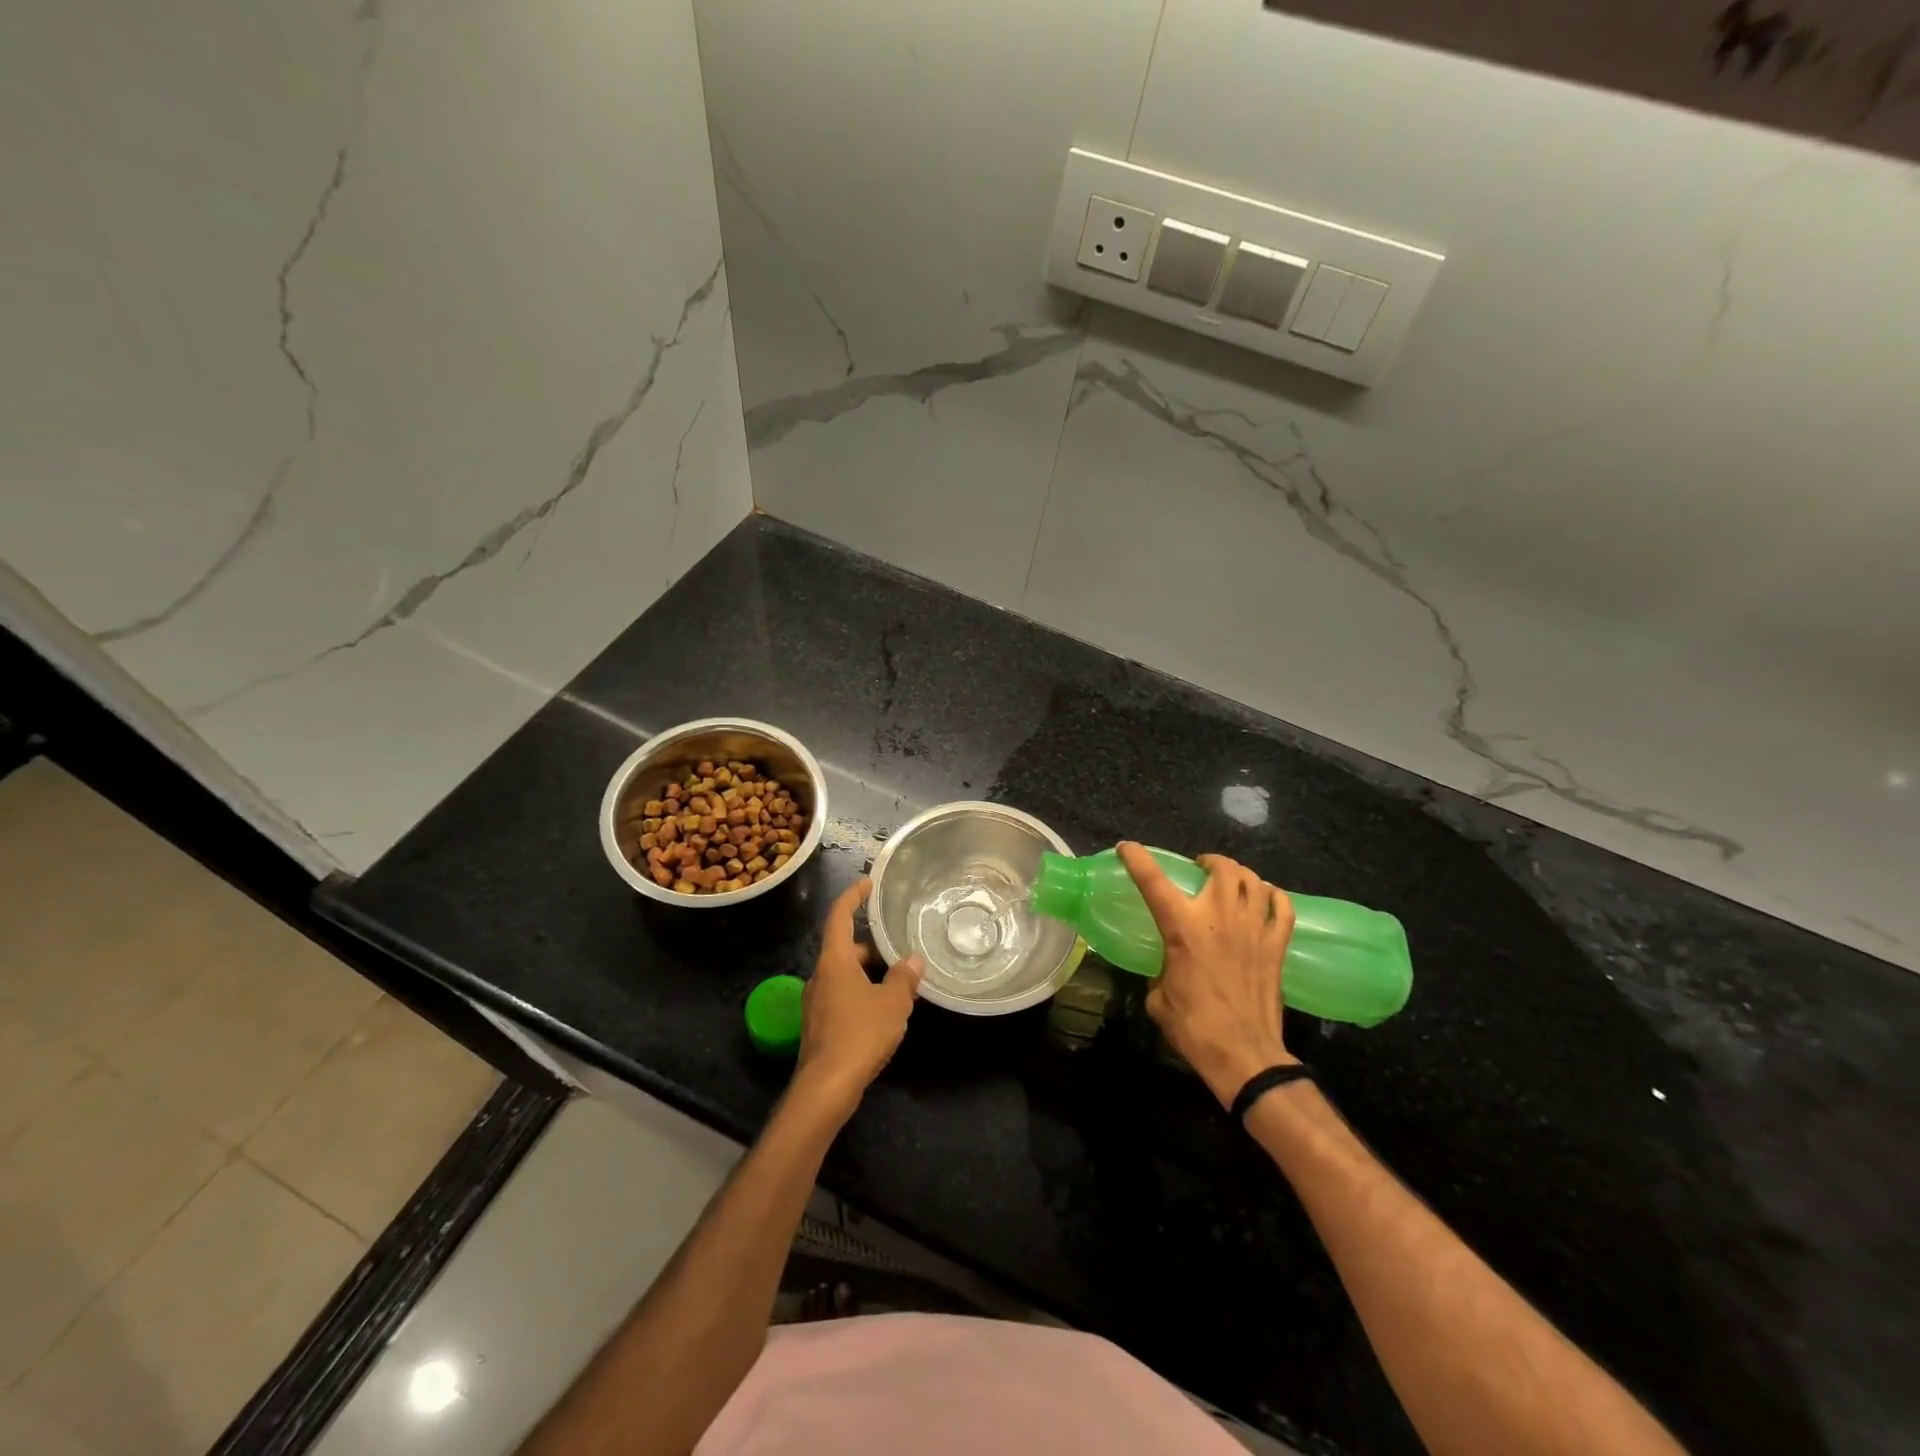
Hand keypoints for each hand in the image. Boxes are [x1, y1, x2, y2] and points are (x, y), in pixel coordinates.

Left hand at [794, 878, 922, 1118]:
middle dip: (870, 943)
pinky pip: (843, 996)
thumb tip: (913, 960)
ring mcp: (816, 1003)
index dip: (853, 896)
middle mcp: (820, 976)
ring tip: (898, 977)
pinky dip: (862, 993)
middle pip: (844, 948)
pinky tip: (884, 1009)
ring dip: (868, 971)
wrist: (826, 1088)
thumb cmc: (859, 1034)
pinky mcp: (820, 1026)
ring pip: (844, 975)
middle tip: (897, 943)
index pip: (838, 916)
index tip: (868, 883)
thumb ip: (903, 978)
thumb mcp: (892, 1003)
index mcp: (834, 961)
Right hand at [1117, 842, 1295, 1106]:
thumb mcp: (1158, 998)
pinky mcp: (1277, 946)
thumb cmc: (1194, 1028)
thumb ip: (1160, 971)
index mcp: (1183, 928)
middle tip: (1200, 869)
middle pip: (1222, 868)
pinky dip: (1273, 896)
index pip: (1154, 881)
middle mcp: (1220, 918)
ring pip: (1253, 881)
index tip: (1127, 848)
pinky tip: (1266, 898)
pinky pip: (1282, 907)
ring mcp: (1254, 929)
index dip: (1137, 859)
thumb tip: (1165, 968)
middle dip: (1209, 861)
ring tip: (1231, 881)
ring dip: (1239, 874)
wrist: (1244, 1055)